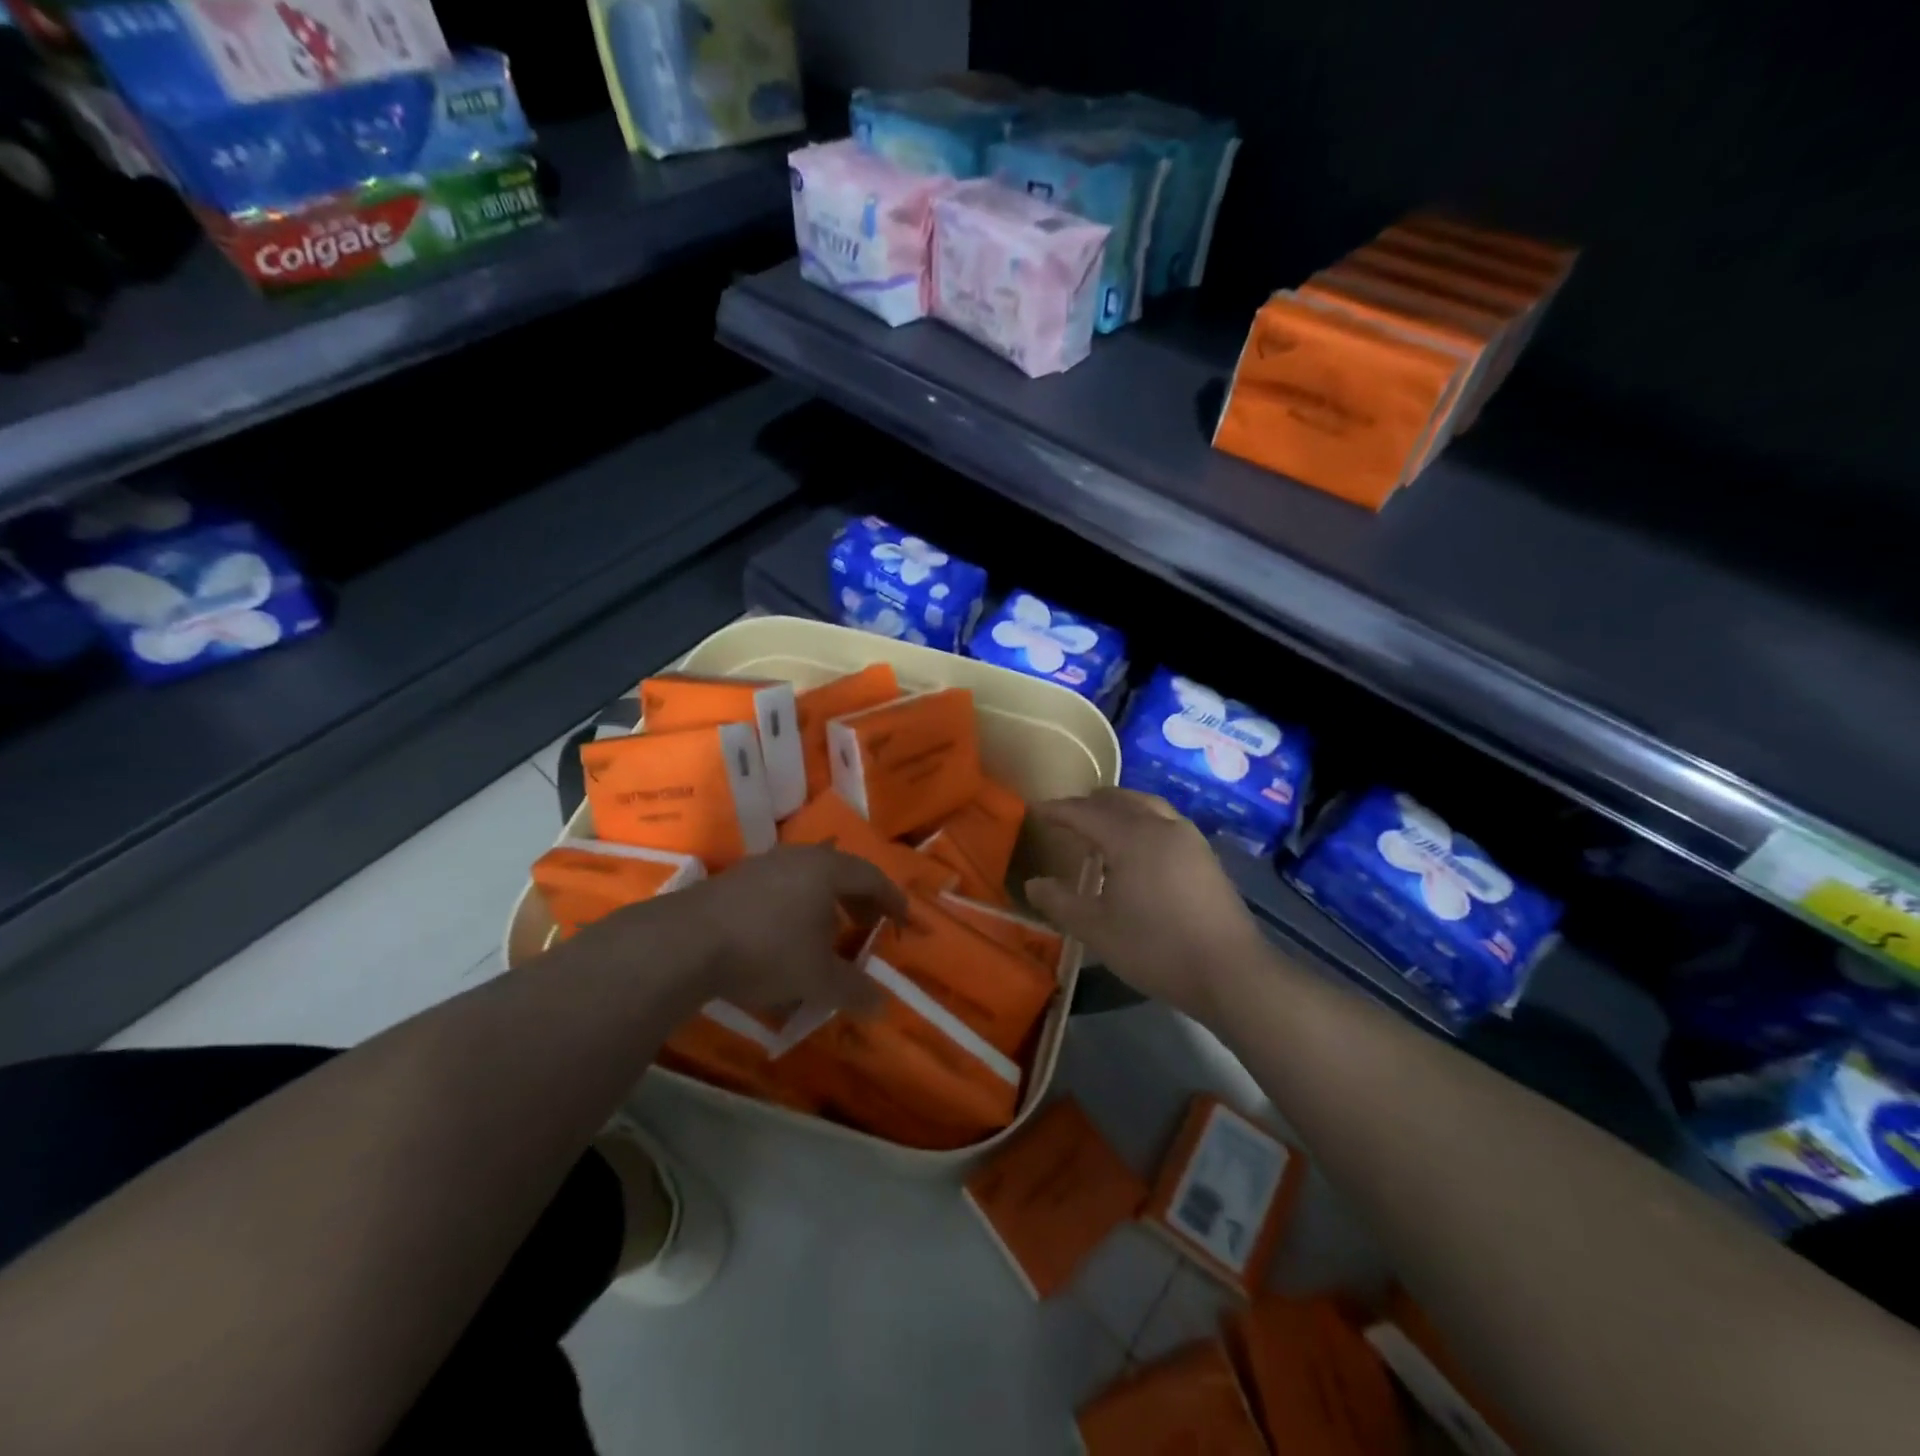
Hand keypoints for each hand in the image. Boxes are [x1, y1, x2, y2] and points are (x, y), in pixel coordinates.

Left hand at [616, 846, 905, 1013]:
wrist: (684, 943)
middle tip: (869, 927)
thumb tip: (882, 1005)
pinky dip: (796, 909)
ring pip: (807, 880)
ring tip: (828, 935)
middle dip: (859, 901)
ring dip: (825, 905)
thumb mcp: (817, 978)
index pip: (872, 877)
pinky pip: (780, 889)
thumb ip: (853, 990)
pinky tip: (785, 939)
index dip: (892, 899)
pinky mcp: (733, 881)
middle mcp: (797, 858)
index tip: (903, 920)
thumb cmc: (767, 950)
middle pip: (840, 873)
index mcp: (826, 869)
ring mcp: (762, 866)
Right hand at [1024, 789, 1267, 1021]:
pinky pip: (1165, 822)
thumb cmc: (1156, 948)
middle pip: (1120, 800)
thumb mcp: (1097, 930)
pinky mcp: (1206, 856)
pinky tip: (1139, 849)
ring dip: (1119, 809)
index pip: (1085, 812)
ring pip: (1147, 806)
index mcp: (1131, 837)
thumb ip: (1061, 903)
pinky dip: (1142, 821)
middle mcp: (1161, 826)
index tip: (1036, 809)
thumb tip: (1033, 883)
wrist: (1231, 972)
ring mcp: (1189, 839)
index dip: (1058, 810)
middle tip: (1067, 815)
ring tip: (1102, 826)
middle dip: (1090, 803)